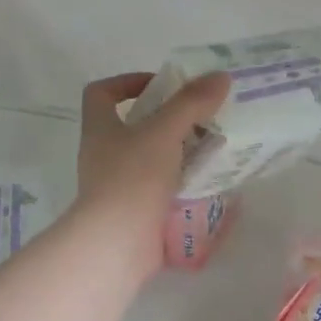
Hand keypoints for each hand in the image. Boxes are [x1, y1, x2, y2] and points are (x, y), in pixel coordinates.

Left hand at [76, 70, 230, 229]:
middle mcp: (104, 155)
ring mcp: (118, 187)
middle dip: (168, 120)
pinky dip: (183, 184)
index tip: (162, 85)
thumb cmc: (133, 178)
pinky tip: (210, 183)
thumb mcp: (164, 132)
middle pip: (133, 127)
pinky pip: (161, 190)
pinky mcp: (135, 213)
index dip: (127, 82)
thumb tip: (220, 76)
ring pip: (151, 159)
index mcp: (100, 130)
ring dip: (180, 153)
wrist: (117, 244)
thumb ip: (191, 103)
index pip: (101, 93)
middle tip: (202, 118)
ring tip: (214, 149)